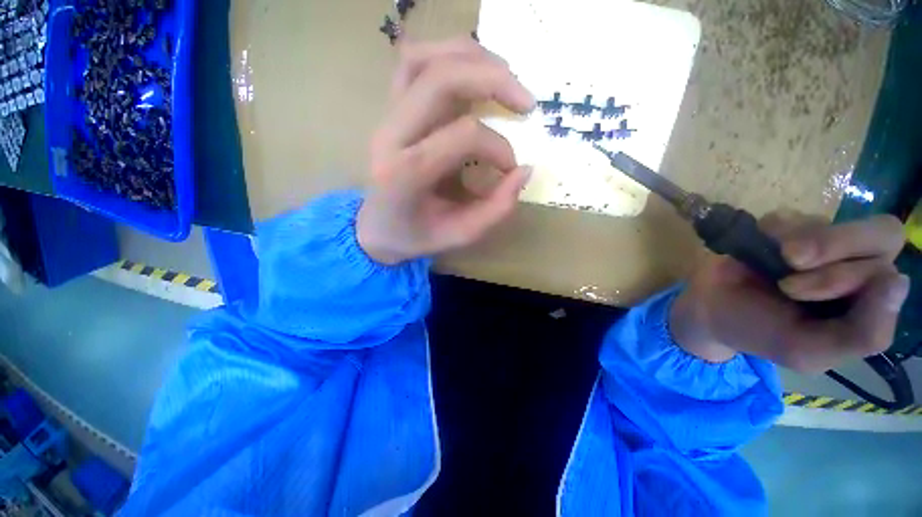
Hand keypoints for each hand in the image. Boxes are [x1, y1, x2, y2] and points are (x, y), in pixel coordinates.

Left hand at [357, 38, 534, 264]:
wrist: (376, 228)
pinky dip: (449, 56)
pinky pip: (415, 63)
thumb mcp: (460, 234)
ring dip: (472, 58)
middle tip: (527, 103)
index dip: (498, 147)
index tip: (511, 168)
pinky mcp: (391, 110)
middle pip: (440, 80)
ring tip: (506, 77)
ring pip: (424, 59)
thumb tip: (525, 170)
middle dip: (494, 81)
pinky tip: (474, 72)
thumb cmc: (416, 236)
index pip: (463, 136)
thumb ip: (496, 209)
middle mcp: (391, 136)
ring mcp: (387, 117)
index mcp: (405, 174)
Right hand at [670, 211, 909, 371]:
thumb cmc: (762, 333)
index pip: (888, 272)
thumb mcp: (811, 350)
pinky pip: (790, 216)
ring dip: (800, 240)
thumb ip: (863, 333)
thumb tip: (899, 282)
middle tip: (792, 262)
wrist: (712, 310)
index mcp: (867, 302)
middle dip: (835, 247)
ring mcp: (822, 242)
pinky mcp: (786, 227)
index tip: (803, 292)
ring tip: (773, 260)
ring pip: (834, 222)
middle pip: (882, 234)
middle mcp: (856, 266)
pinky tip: (760, 247)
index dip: (853, 278)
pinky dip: (774, 230)